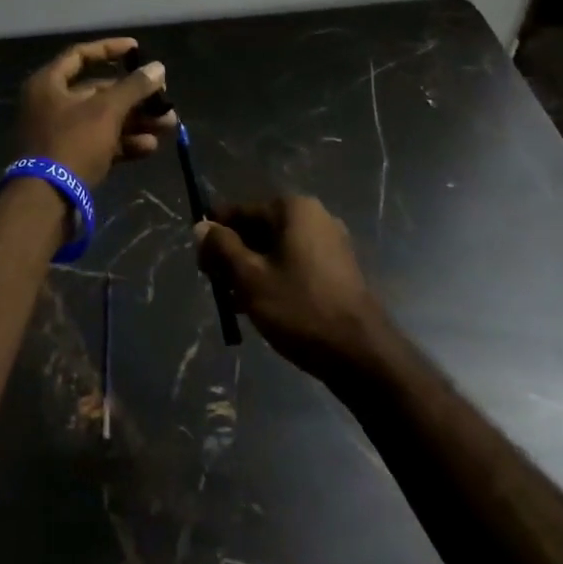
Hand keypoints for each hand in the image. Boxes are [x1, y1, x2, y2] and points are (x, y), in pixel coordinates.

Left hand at [17, 38, 177, 187]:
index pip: (80, 55)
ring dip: (136, 121)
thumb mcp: (106, 110)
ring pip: (104, 120)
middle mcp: (51, 105)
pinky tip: (151, 147)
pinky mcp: (70, 160)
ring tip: (169, 125)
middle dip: (135, 96)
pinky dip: (124, 143)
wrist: (47, 201)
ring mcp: (60, 134)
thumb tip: (158, 68)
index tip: (137, 49)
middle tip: (164, 99)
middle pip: (98, 92)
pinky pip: (101, 143)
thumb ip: (133, 87)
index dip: (109, 49)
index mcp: (48, 84)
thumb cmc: (73, 143)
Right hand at [196, 196, 386, 379]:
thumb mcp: (250, 278)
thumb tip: (201, 227)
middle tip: (217, 287)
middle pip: (258, 228)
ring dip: (252, 270)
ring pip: (276, 249)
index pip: (239, 211)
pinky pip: (295, 264)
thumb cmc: (300, 308)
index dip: (215, 235)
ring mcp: (330, 243)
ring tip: (235, 303)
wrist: (362, 355)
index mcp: (292, 209)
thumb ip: (222, 248)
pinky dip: (275, 278)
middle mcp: (314, 216)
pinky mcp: (338, 269)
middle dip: (233, 255)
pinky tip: (261, 307)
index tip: (201, 265)